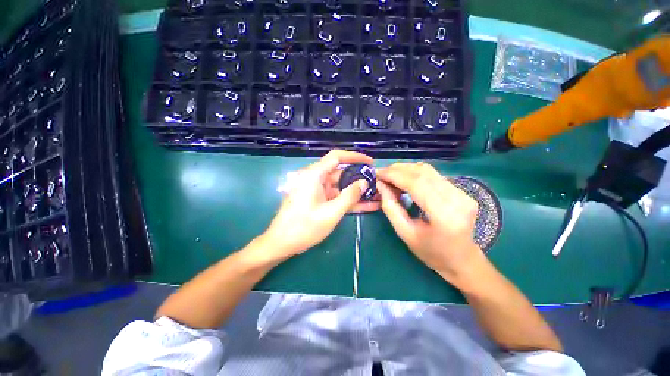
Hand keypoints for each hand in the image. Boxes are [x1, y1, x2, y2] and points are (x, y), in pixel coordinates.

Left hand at [259, 150, 379, 260]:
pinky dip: (348, 200)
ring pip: (339, 186)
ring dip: (355, 191)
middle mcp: (314, 178)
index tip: (370, 162)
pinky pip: (335, 196)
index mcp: (314, 175)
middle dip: (358, 177)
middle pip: (339, 172)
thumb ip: (350, 196)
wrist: (282, 243)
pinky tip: (366, 205)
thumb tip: (365, 182)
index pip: (336, 157)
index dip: (355, 157)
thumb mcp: (331, 212)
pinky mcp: (317, 199)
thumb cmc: (305, 227)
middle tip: (376, 182)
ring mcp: (315, 190)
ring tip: (376, 194)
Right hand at [376, 162, 484, 284]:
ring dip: (406, 170)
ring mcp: (462, 193)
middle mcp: (457, 199)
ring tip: (390, 176)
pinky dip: (415, 174)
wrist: (462, 260)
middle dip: (397, 170)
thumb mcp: (405, 233)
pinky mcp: (462, 191)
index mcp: (444, 215)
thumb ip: (390, 207)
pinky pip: (433, 175)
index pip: (416, 183)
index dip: (394, 175)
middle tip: (381, 174)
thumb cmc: (431, 253)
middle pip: (422, 173)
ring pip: (428, 170)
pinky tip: (404, 179)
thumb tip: (380, 185)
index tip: (377, 174)